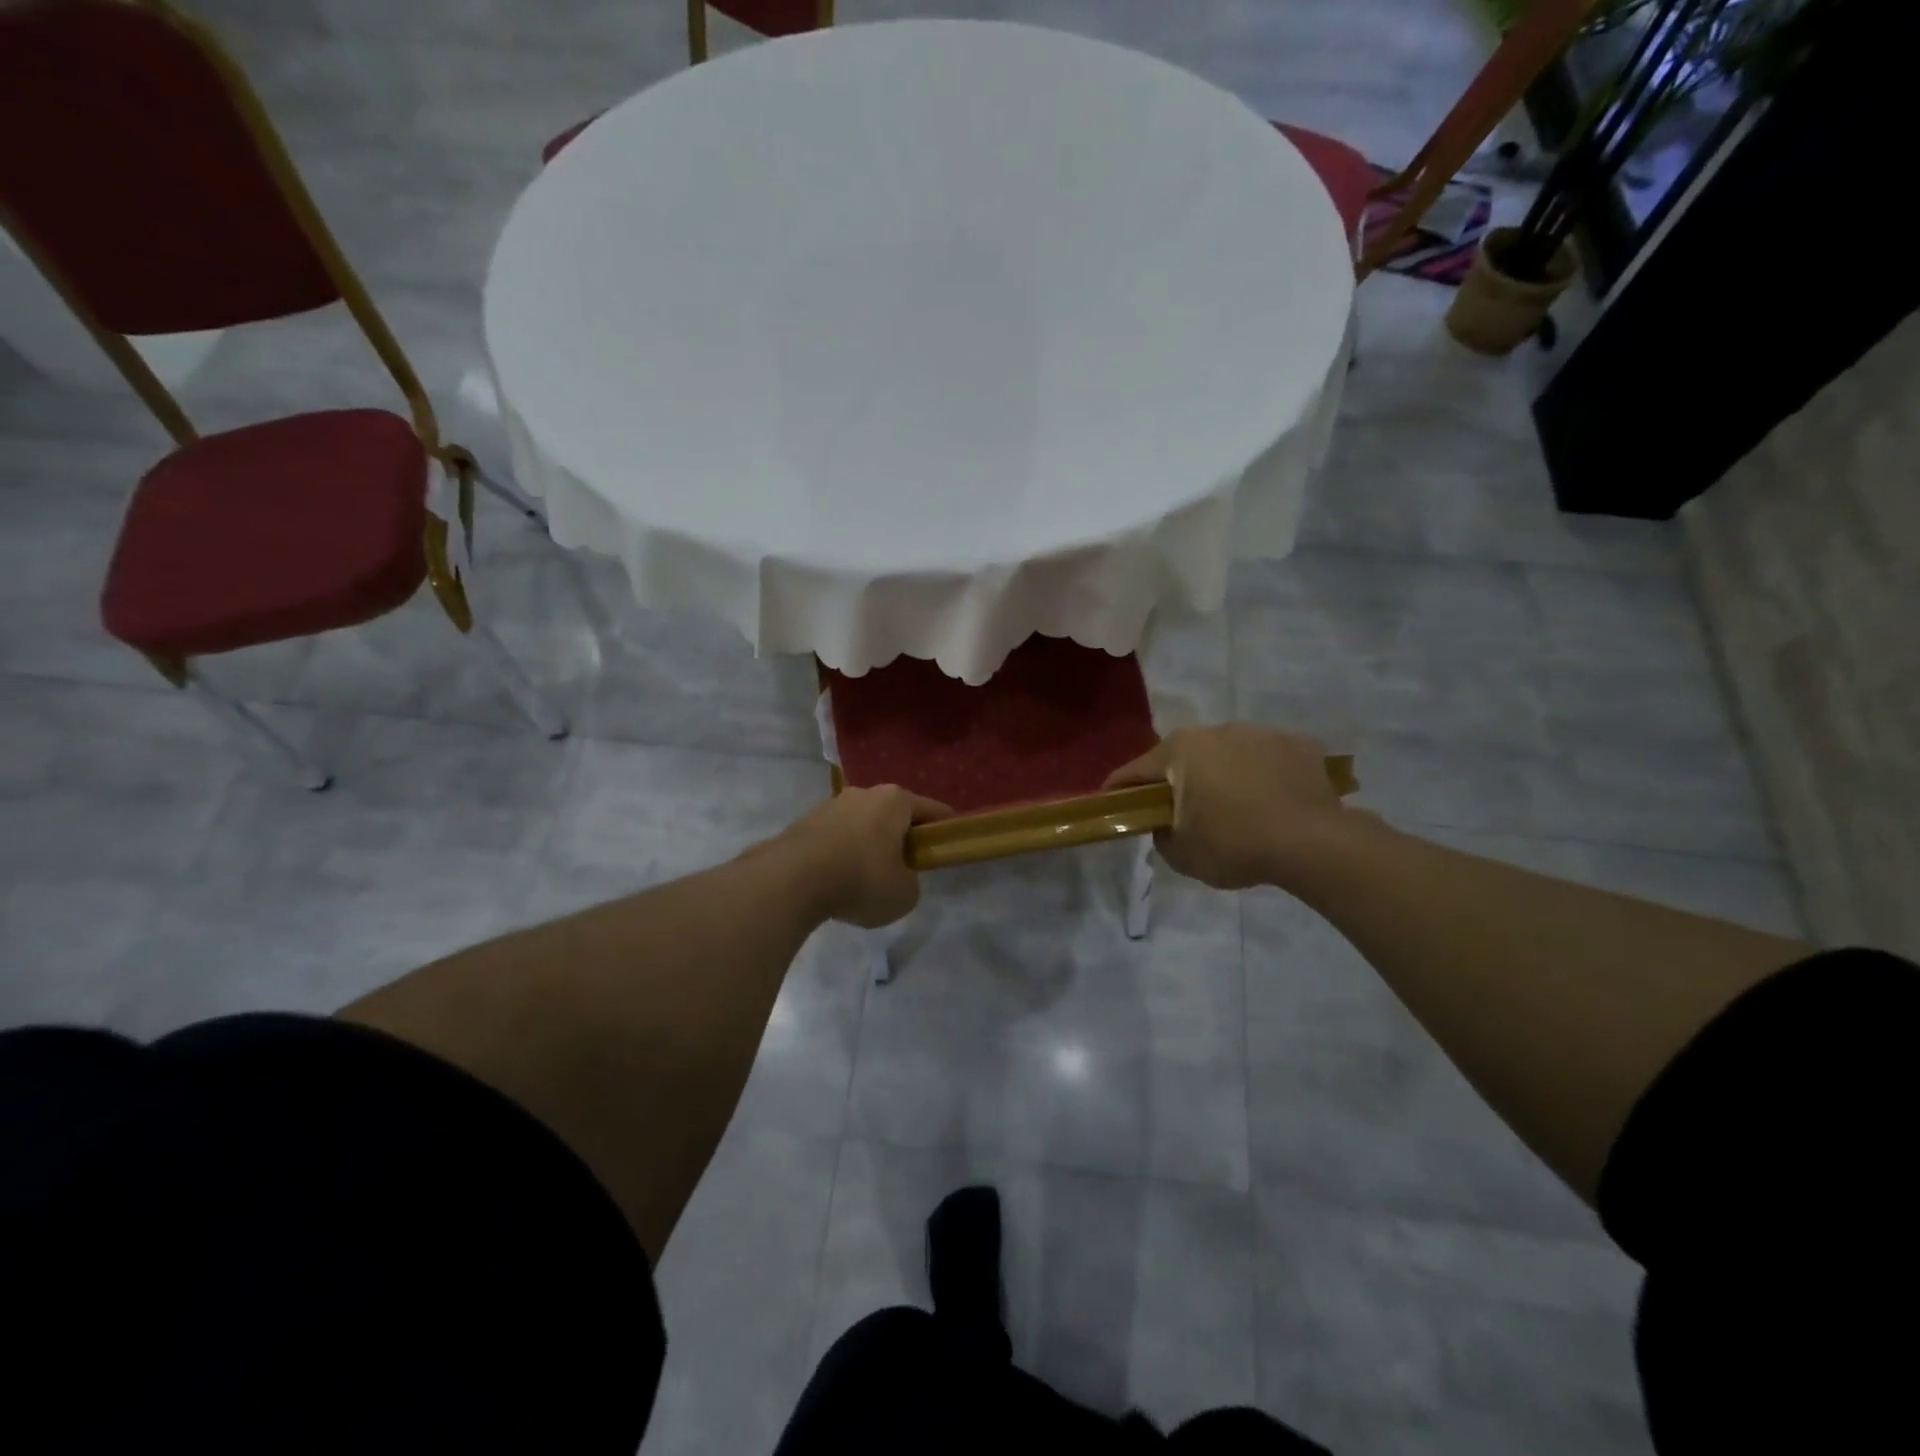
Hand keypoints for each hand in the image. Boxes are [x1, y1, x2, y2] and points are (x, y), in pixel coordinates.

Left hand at [773, 786, 952, 927]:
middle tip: (906, 866)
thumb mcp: (905, 894)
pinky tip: (837, 880)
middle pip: (893, 814)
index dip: (944, 828)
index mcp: (895, 800)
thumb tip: (896, 877)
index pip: (932, 810)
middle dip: (901, 836)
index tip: (947, 844)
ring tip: (866, 879)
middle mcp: (864, 793)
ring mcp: (830, 805)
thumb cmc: (861, 880)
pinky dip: (841, 854)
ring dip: (868, 845)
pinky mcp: (804, 823)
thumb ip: (910, 882)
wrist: (791, 880)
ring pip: (862, 824)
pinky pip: (835, 838)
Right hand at [1105, 724, 1358, 890]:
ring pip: (1227, 754)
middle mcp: (1215, 731)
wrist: (1313, 843)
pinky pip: (1268, 760)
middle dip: (1177, 781)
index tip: (1112, 805)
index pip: (1135, 771)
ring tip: (1235, 809)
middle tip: (1182, 813)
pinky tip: (1272, 803)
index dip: (1119, 791)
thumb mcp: (1182, 854)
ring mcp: (1259, 733)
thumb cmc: (1235, 844)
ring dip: (1222, 775)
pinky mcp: (1297, 744)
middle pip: (1182, 758)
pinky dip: (1263, 776)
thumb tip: (1166, 824)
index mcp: (1179, 751)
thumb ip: (1162, 835)